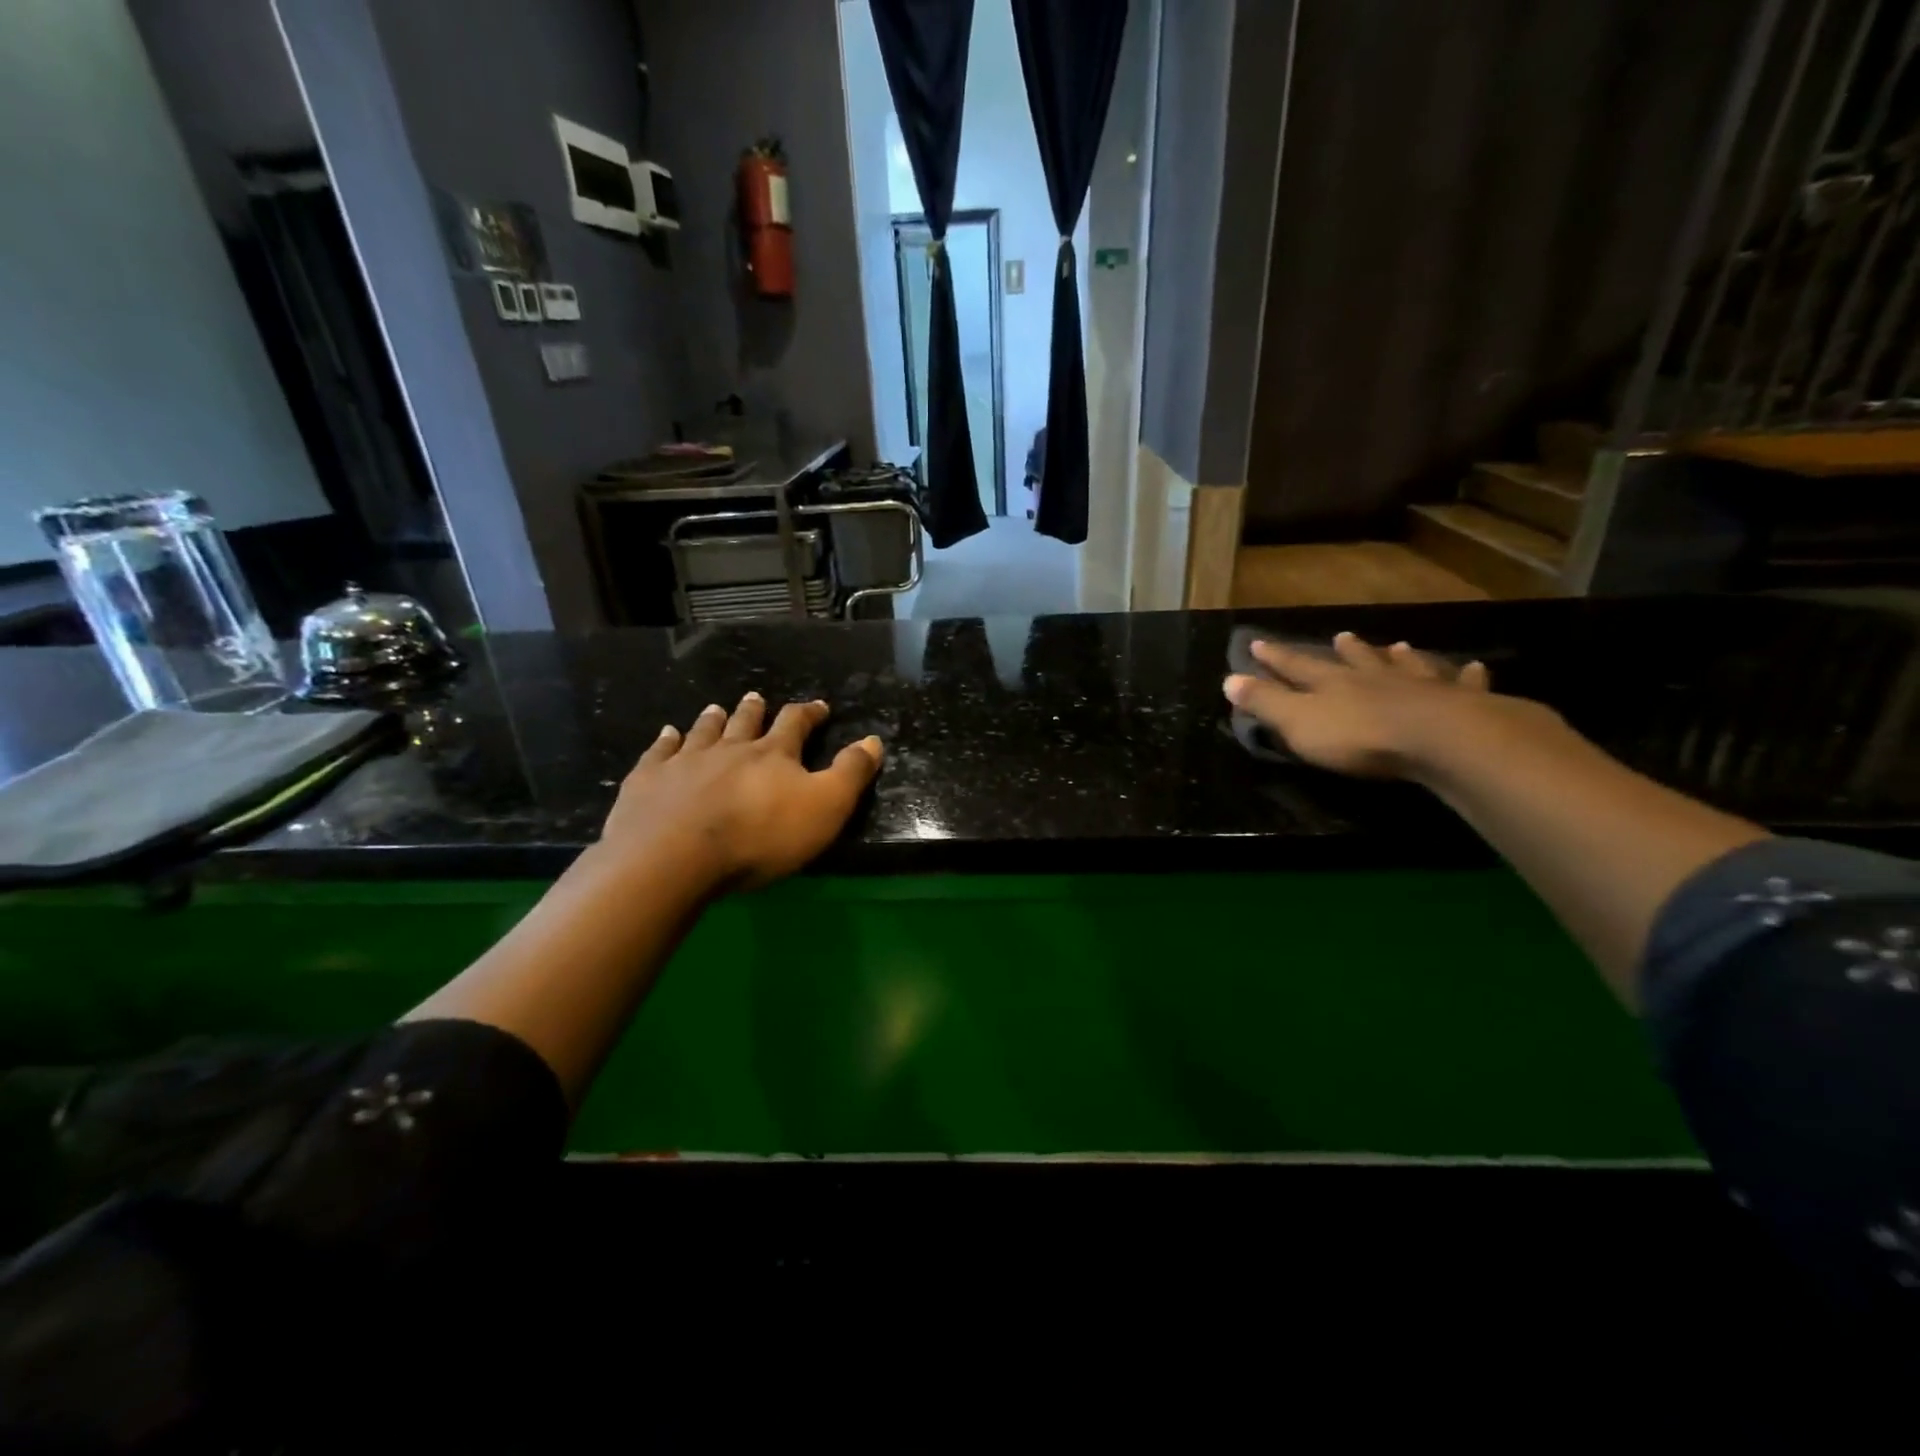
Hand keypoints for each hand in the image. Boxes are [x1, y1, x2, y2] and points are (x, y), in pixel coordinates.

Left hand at [599, 694, 883, 890]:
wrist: (675, 856)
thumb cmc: (760, 836)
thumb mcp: (825, 807)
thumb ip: (851, 773)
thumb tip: (874, 740)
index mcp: (773, 754)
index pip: (795, 724)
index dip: (809, 713)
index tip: (818, 706)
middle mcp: (729, 748)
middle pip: (744, 722)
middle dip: (754, 710)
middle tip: (757, 698)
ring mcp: (685, 761)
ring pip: (703, 732)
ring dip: (712, 719)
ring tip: (715, 708)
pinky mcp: (648, 780)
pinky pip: (659, 752)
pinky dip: (665, 741)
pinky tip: (666, 734)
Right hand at [1223, 632, 1560, 780]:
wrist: (1439, 740)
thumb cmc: (1359, 736)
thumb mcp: (1297, 722)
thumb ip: (1265, 702)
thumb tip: (1228, 679)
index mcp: (1330, 684)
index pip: (1295, 666)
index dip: (1275, 657)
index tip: (1258, 642)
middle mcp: (1372, 678)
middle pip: (1354, 661)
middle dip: (1344, 651)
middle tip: (1340, 636)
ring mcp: (1418, 687)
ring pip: (1404, 666)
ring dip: (1396, 658)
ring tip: (1397, 647)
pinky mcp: (1460, 703)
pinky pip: (1462, 684)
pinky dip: (1465, 676)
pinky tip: (1474, 667)